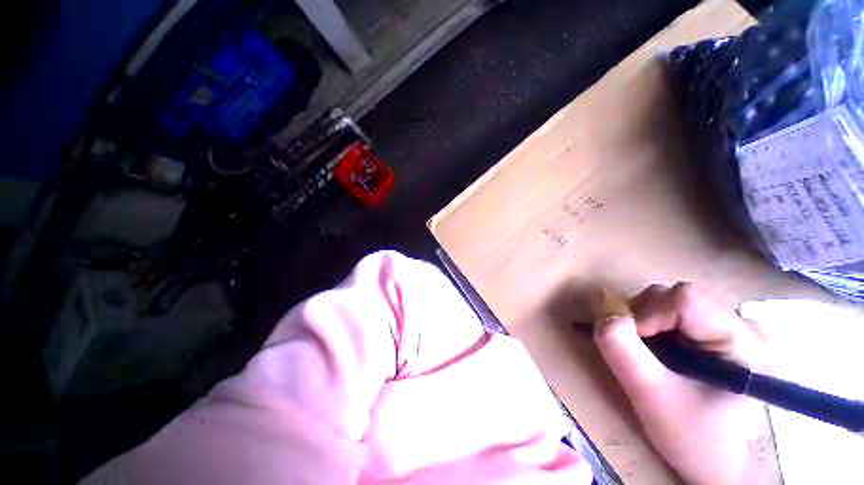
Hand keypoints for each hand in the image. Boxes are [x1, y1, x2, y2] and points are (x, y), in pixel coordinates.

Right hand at [593, 283, 780, 484]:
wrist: (714, 461)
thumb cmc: (691, 437)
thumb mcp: (650, 396)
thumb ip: (621, 350)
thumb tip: (602, 308)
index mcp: (746, 343)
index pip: (685, 299)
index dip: (647, 315)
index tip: (635, 347)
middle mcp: (745, 325)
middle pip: (675, 296)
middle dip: (642, 318)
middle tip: (637, 352)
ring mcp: (733, 326)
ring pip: (670, 300)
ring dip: (644, 321)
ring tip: (647, 354)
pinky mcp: (718, 331)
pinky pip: (673, 311)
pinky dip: (651, 324)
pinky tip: (657, 351)